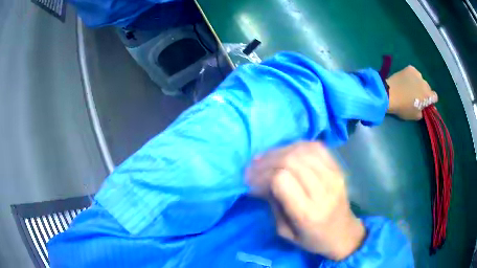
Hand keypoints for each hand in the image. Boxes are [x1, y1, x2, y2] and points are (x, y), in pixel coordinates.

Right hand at [246, 142, 365, 259]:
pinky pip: (316, 148)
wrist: (343, 233)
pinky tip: (287, 152)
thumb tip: (258, 182)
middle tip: (254, 166)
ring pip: (302, 150)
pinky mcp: (338, 169)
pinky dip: (297, 146)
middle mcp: (323, 191)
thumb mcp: (286, 232)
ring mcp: (334, 176)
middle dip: (267, 160)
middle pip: (291, 161)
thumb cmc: (313, 239)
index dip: (262, 175)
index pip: (281, 180)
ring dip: (280, 151)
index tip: (250, 180)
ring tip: (267, 158)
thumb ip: (273, 204)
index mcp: (307, 213)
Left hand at [387, 65, 437, 119]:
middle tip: (416, 95)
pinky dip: (412, 76)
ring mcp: (418, 74)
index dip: (431, 100)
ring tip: (409, 87)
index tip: (425, 102)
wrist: (389, 94)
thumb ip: (423, 112)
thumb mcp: (415, 115)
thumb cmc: (403, 107)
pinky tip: (406, 80)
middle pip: (427, 88)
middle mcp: (425, 83)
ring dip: (418, 83)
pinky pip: (414, 73)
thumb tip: (425, 108)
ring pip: (421, 80)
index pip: (435, 97)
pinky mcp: (410, 68)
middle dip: (424, 92)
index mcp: (428, 96)